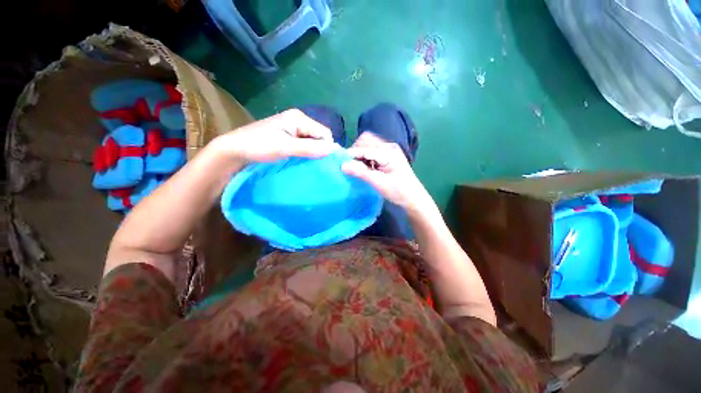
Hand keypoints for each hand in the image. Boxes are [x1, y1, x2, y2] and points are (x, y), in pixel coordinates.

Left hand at [215, 109, 335, 162]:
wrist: (235, 150)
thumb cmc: (258, 145)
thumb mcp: (285, 147)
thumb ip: (309, 148)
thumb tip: (332, 151)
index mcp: (299, 118)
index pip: (324, 132)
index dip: (327, 147)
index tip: (325, 163)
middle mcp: (298, 121)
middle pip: (319, 136)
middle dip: (321, 150)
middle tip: (318, 165)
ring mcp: (293, 129)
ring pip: (313, 142)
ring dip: (314, 153)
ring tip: (311, 165)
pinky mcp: (289, 138)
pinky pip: (305, 145)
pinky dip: (307, 154)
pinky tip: (304, 161)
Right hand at [341, 132, 428, 210]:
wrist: (413, 198)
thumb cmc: (399, 191)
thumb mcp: (379, 183)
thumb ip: (361, 172)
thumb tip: (342, 165)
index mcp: (388, 151)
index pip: (364, 148)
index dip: (350, 155)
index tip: (338, 163)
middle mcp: (388, 147)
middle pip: (365, 142)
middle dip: (355, 152)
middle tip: (349, 166)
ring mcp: (388, 151)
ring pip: (367, 147)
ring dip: (359, 156)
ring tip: (355, 168)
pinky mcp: (387, 157)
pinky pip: (371, 153)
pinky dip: (364, 159)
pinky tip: (363, 169)